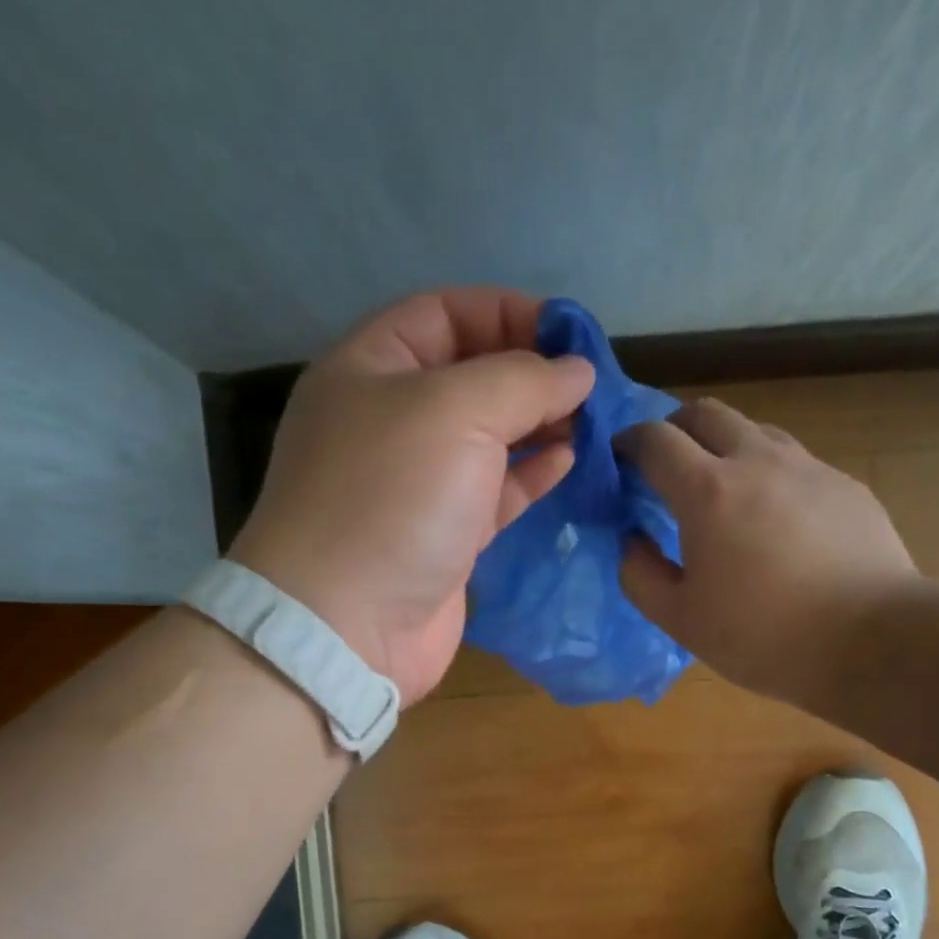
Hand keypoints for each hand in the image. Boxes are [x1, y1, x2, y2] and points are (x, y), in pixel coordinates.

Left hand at [230, 289, 593, 705]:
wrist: (346, 626)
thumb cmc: (392, 499)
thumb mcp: (456, 411)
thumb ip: (523, 380)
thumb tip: (577, 371)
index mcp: (371, 369)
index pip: (444, 314)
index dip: (508, 313)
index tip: (571, 335)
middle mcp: (390, 421)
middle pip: (470, 376)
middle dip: (531, 373)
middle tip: (591, 384)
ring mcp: (417, 485)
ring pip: (487, 438)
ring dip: (539, 425)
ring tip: (592, 421)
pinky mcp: (443, 537)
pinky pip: (493, 492)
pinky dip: (530, 475)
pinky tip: (569, 462)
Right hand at [618, 398, 920, 707]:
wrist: (871, 640)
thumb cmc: (763, 635)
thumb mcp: (680, 619)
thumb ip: (640, 575)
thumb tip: (631, 541)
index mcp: (708, 491)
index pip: (655, 440)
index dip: (629, 442)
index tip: (619, 460)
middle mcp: (757, 461)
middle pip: (706, 413)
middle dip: (675, 428)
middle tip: (666, 464)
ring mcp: (809, 468)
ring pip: (755, 430)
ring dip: (725, 446)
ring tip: (722, 490)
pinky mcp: (846, 485)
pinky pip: (796, 462)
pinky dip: (770, 473)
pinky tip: (777, 519)